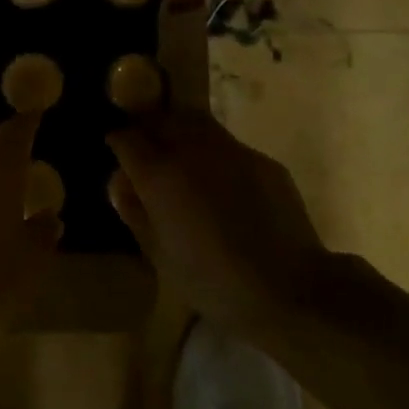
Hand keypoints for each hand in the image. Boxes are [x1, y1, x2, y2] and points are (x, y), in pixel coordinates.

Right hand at [107, 109, 330, 336]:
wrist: (291, 289)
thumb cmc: (213, 281)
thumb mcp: (160, 256)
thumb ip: (135, 214)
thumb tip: (122, 186)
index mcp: (159, 173)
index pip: (126, 138)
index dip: (117, 143)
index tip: (117, 153)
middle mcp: (191, 149)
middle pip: (161, 118)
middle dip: (149, 128)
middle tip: (148, 149)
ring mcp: (231, 150)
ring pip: (196, 122)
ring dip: (182, 132)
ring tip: (183, 157)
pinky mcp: (262, 160)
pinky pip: (229, 146)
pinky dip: (216, 155)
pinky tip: (223, 185)